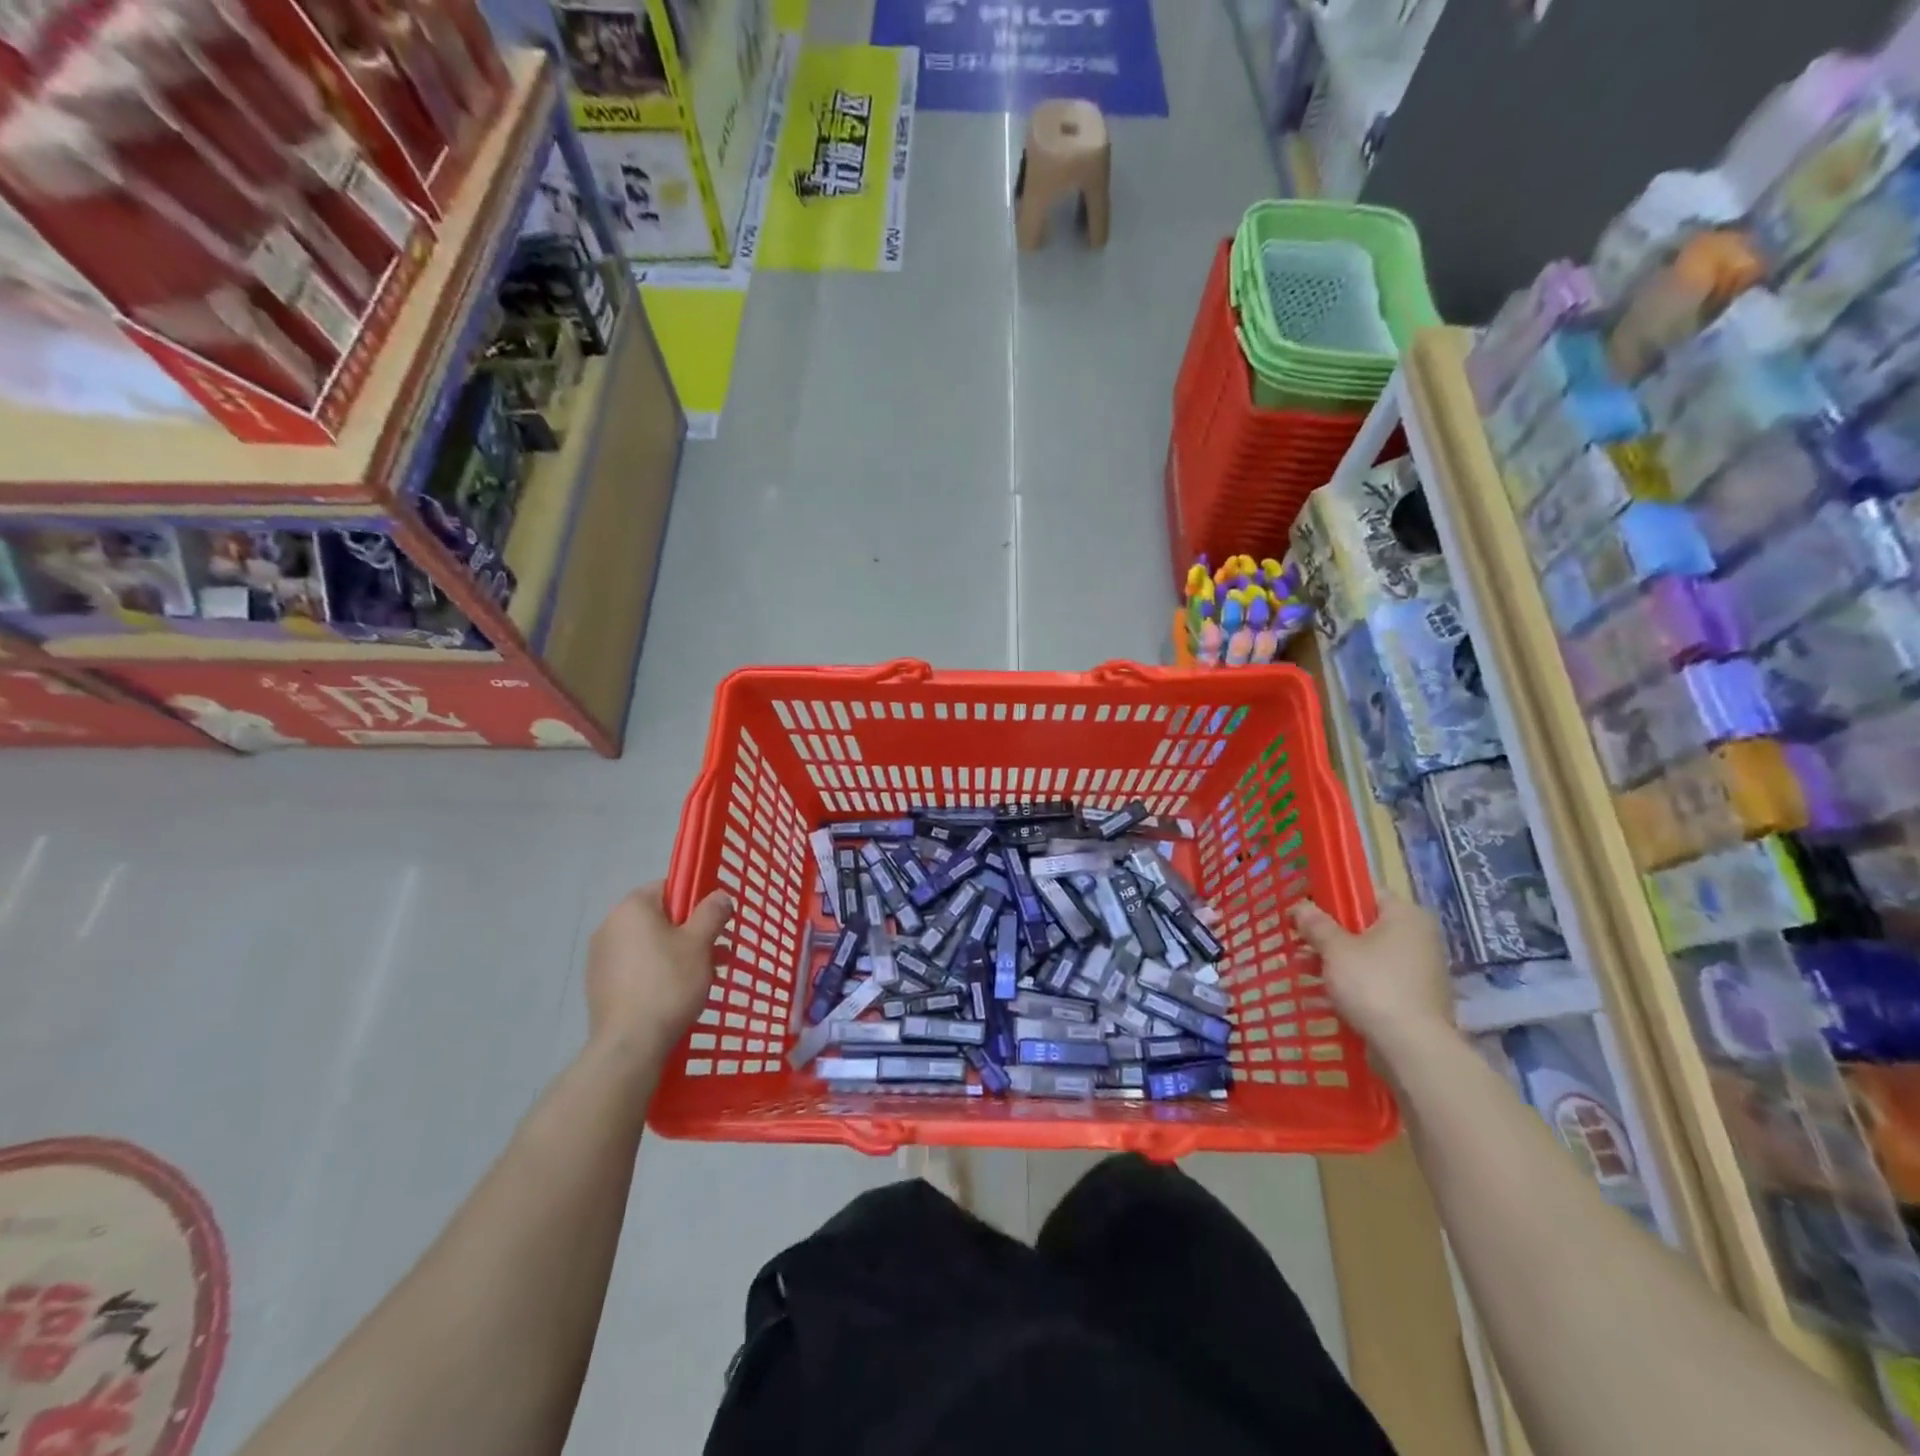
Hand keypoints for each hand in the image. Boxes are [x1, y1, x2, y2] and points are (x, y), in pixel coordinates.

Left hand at [585, 881, 732, 1060]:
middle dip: (690, 932)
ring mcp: (600, 957)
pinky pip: (636, 967)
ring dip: (677, 953)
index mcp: (632, 908)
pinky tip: (675, 994)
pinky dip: (656, 972)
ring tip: (703, 976)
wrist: (630, 1044)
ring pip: (649, 944)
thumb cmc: (668, 983)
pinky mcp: (599, 985)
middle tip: (717, 953)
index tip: (715, 922)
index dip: (696, 900)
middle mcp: (609, 925)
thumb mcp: (700, 943)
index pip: (668, 887)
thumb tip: (719, 895)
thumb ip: (711, 912)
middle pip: (659, 918)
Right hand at [1289, 892, 1455, 1058]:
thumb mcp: (1335, 949)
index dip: (1332, 897)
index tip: (1305, 910)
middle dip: (1327, 935)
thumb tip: (1300, 905)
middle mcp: (1418, 938)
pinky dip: (1351, 985)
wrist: (1413, 1049)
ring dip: (1334, 961)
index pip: (1365, 892)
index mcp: (1405, 916)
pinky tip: (1322, 996)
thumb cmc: (1373, 985)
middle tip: (1297, 942)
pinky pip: (1375, 982)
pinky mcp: (1413, 1000)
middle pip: (1363, 926)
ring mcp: (1418, 971)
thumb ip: (1315, 924)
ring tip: (1301, 971)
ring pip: (1366, 956)